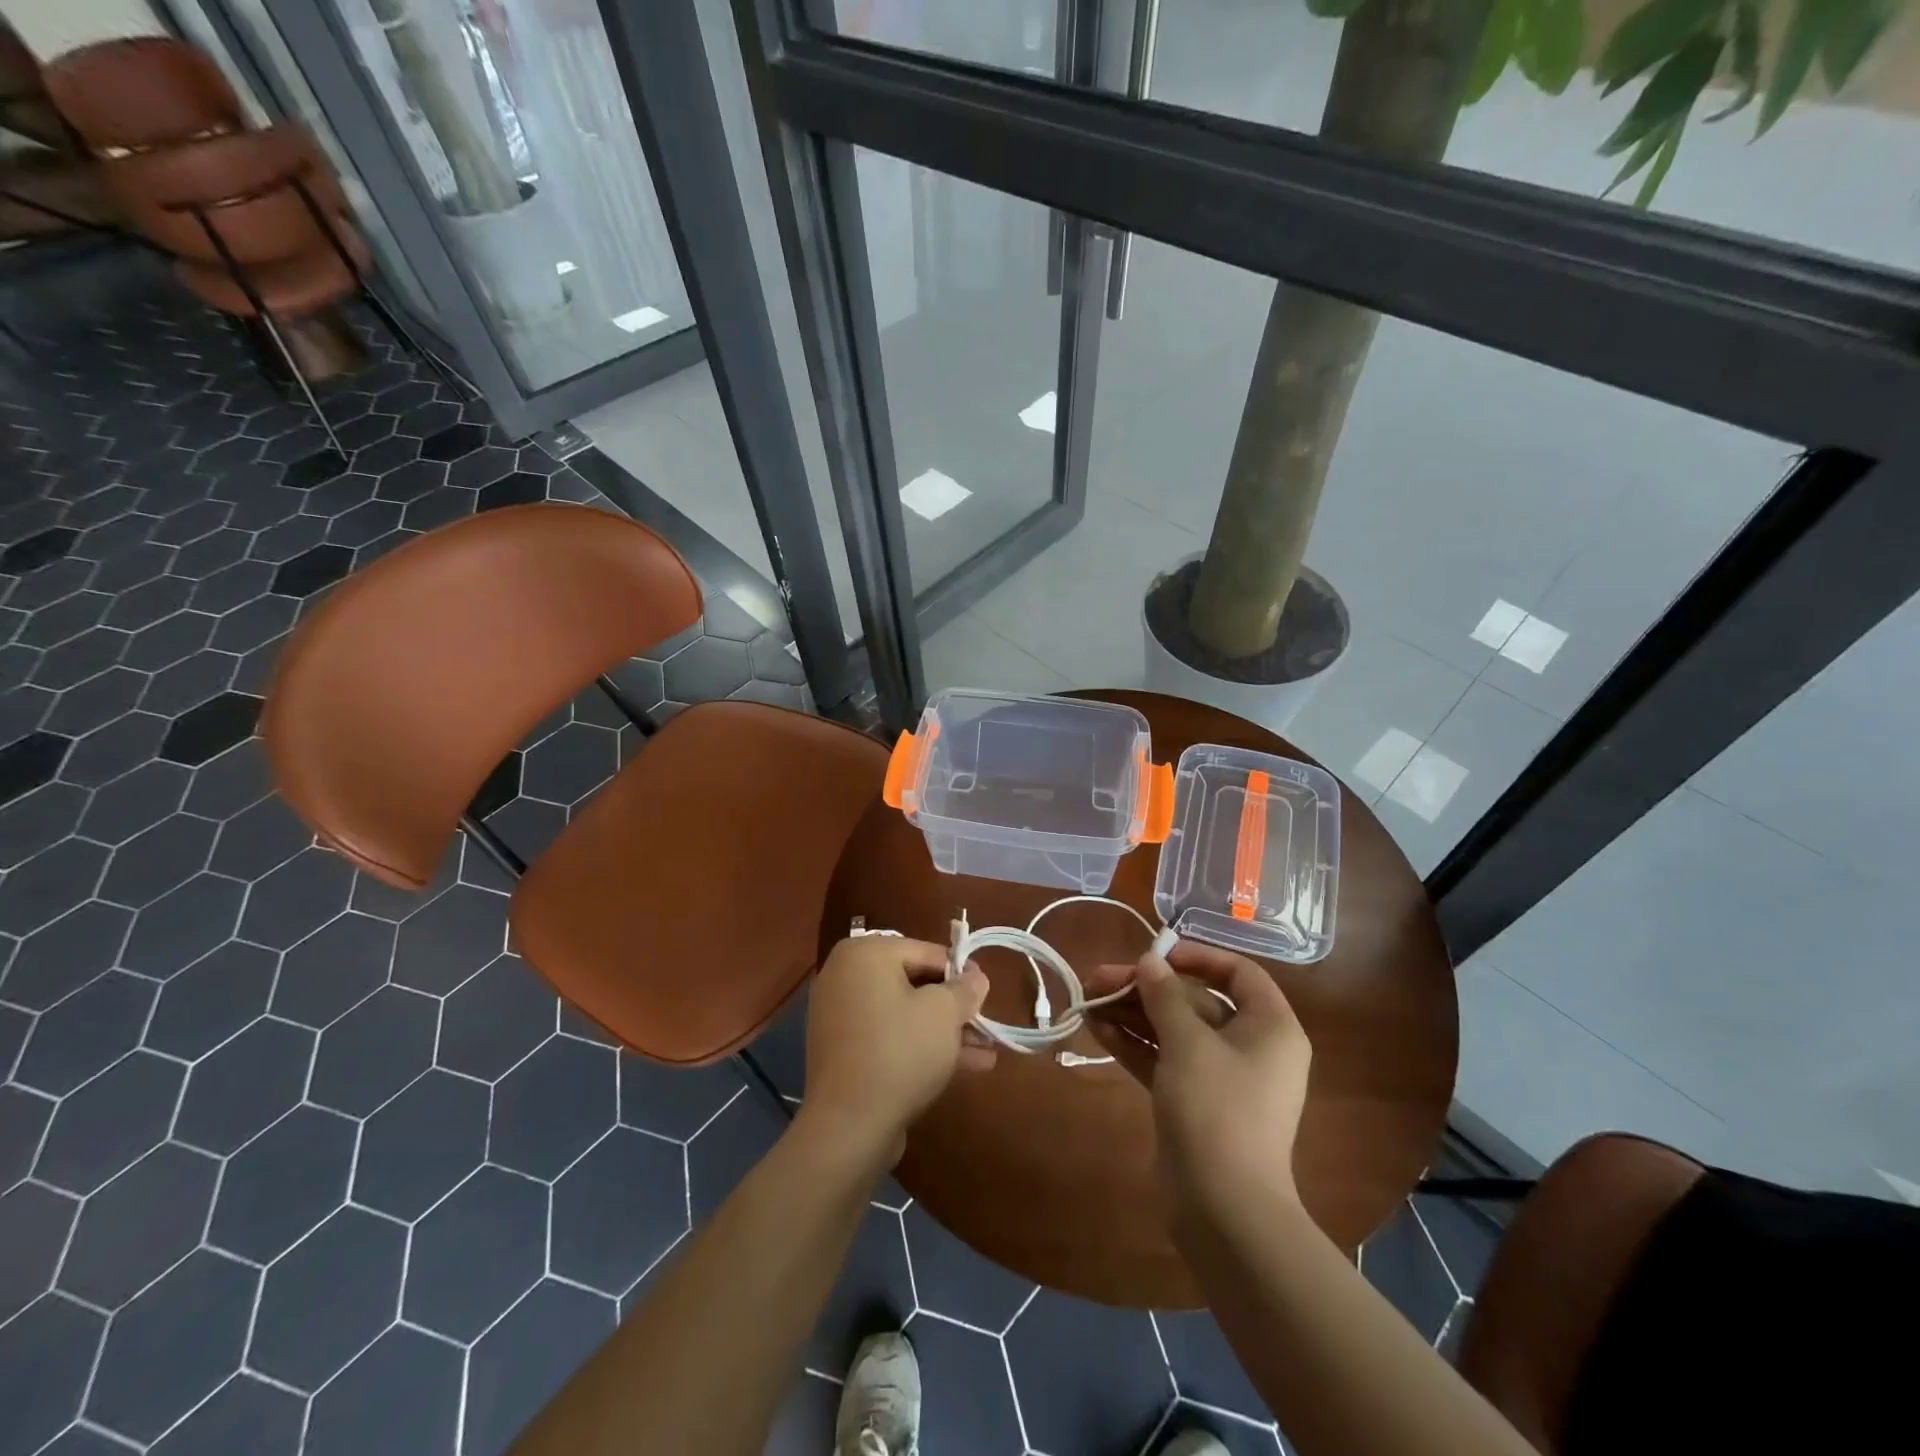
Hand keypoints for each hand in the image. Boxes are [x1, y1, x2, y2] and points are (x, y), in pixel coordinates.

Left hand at [799, 935, 993, 1163]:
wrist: (848, 1126)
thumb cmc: (900, 1052)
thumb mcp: (944, 1013)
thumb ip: (965, 988)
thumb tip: (976, 976)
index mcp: (865, 954)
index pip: (925, 951)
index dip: (961, 971)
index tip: (985, 992)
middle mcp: (846, 976)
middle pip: (914, 982)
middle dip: (954, 1006)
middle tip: (985, 1024)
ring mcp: (841, 1016)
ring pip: (905, 1014)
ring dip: (945, 1030)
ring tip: (986, 1050)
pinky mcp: (844, 1052)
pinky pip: (890, 1037)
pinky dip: (921, 1046)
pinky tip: (965, 1066)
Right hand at [1086, 941, 1311, 1222]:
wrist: (1224, 1211)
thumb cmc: (1216, 1111)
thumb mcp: (1187, 1043)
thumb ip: (1164, 996)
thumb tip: (1149, 961)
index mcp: (1269, 1027)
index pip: (1238, 973)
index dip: (1196, 957)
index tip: (1155, 956)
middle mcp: (1251, 1047)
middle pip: (1195, 1001)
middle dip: (1146, 988)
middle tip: (1099, 980)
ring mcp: (1221, 1078)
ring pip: (1174, 1030)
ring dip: (1133, 1014)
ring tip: (1088, 1001)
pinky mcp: (1195, 1102)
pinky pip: (1165, 1060)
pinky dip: (1135, 1044)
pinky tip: (1098, 1029)